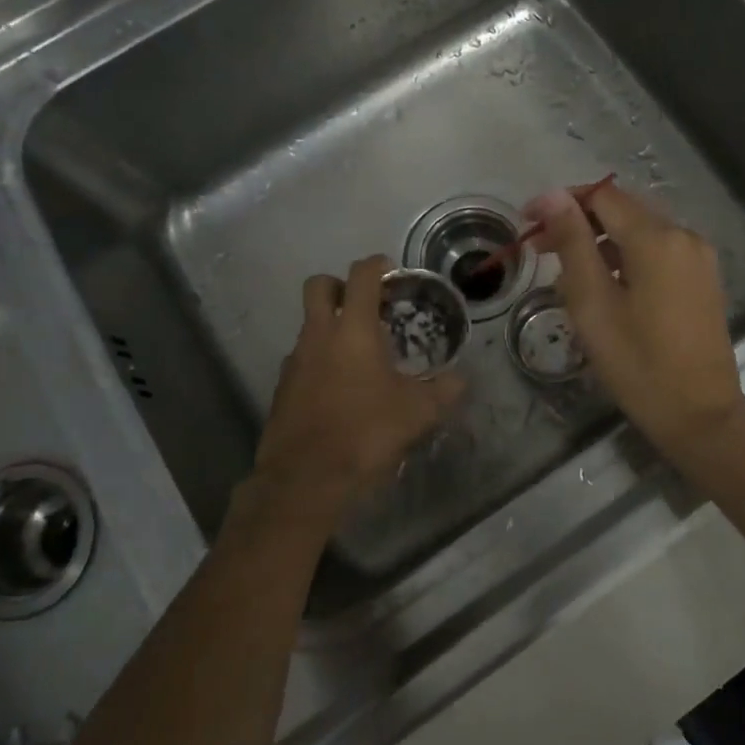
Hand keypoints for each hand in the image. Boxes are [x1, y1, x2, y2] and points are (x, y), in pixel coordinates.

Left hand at [244, 255, 465, 533]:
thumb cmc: (366, 433)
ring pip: (309, 325)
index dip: (376, 265)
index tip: (391, 271)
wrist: (306, 479)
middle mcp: (319, 336)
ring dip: (330, 326)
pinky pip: (302, 358)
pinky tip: (339, 388)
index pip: (361, 276)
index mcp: (354, 331)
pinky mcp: (283, 387)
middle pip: (319, 286)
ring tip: (359, 355)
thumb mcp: (418, 413)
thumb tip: (461, 380)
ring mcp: (295, 361)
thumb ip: (443, 391)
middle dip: (340, 284)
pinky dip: (319, 360)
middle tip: (366, 304)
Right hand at [525, 183, 744, 459]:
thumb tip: (553, 195)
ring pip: (640, 232)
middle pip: (622, 210)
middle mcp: (684, 236)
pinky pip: (658, 253)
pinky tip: (605, 287)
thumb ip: (573, 243)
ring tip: (566, 274)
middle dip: (578, 222)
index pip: (601, 195)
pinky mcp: (703, 279)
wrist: (700, 416)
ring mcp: (699, 258)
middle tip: (540, 250)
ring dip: (601, 242)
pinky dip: (627, 258)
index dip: (560, 202)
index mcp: (657, 238)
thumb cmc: (638, 363)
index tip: (527, 223)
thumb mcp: (593, 303)